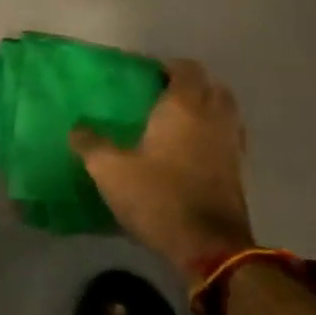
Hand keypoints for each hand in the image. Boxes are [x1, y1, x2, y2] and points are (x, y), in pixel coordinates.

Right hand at [70, 58, 253, 276]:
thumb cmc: (158, 197)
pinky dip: (214, 136)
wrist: (210, 247)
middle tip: (163, 96)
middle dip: (191, 86)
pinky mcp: (239, 171)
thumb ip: (91, 144)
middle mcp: (214, 118)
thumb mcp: (111, 171)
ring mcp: (232, 145)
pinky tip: (191, 152)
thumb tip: (76, 127)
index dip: (168, 67)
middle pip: (212, 86)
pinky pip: (228, 139)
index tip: (146, 76)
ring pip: (225, 113)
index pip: (186, 69)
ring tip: (178, 123)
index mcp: (184, 107)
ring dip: (207, 110)